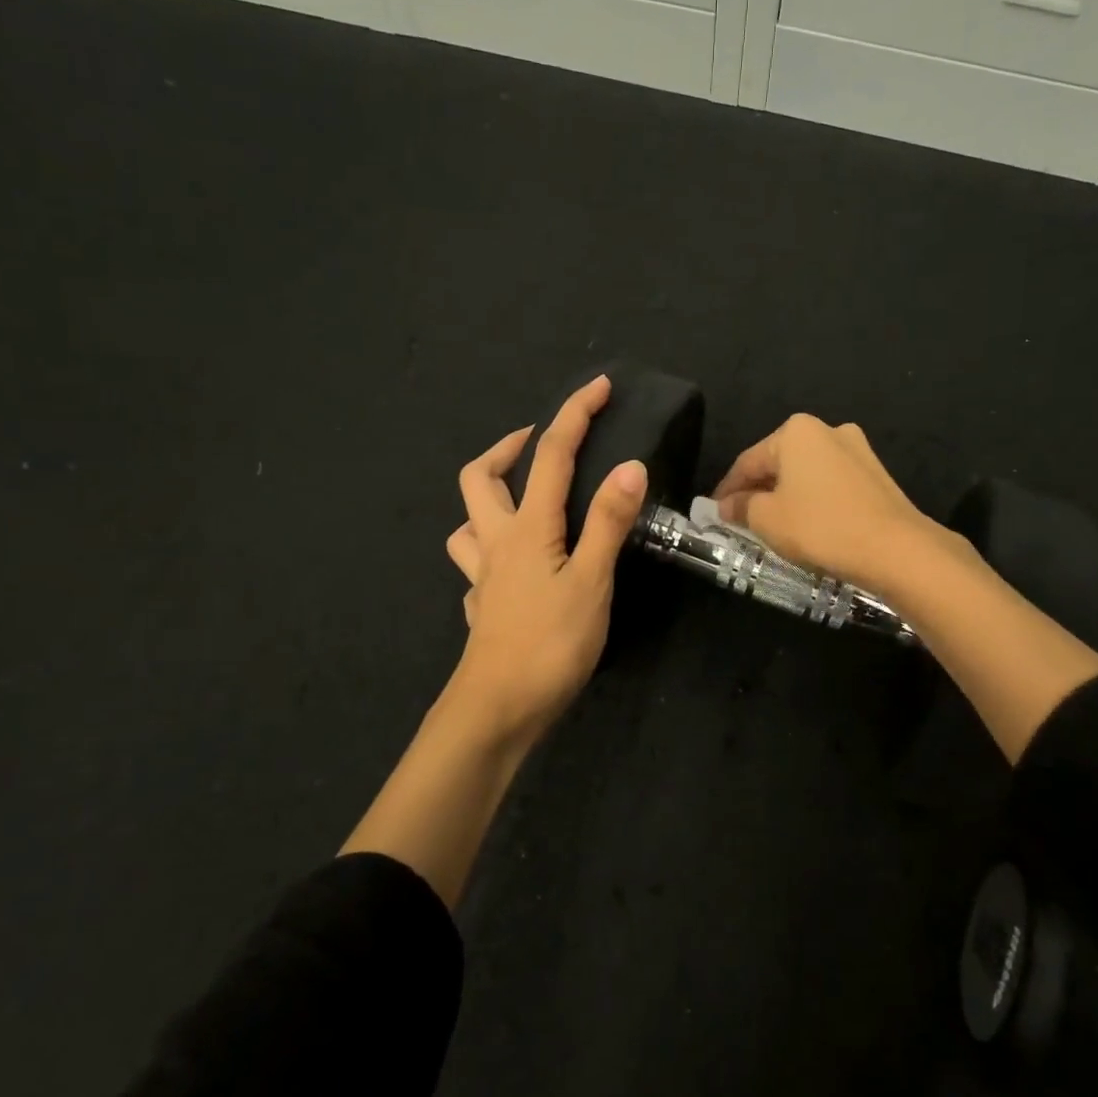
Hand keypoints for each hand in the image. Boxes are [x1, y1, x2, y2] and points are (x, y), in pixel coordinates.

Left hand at [443, 375, 647, 741]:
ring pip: (467, 522)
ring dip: (488, 498)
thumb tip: (630, 466)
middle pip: (480, 477)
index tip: (597, 386)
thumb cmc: (549, 644)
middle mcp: (495, 542)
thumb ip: (608, 523)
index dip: (574, 415)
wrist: (497, 710)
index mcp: (527, 528)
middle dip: (506, 447)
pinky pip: (475, 564)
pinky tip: (513, 568)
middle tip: (537, 442)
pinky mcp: (481, 606)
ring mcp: (482, 577)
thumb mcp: (591, 581)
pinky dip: (491, 550)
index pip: (550, 455)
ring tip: (521, 499)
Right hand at [712, 413, 944, 592]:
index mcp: (795, 431)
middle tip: (739, 520)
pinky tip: (806, 525)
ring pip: (806, 474)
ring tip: (771, 525)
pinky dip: (812, 501)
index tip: (713, 513)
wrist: (896, 549)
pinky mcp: (876, 475)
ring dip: (785, 496)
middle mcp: (827, 430)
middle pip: (778, 463)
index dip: (726, 489)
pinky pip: (830, 485)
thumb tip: (725, 506)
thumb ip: (741, 507)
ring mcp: (857, 450)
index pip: (747, 461)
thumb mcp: (768, 519)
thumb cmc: (821, 527)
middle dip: (757, 491)